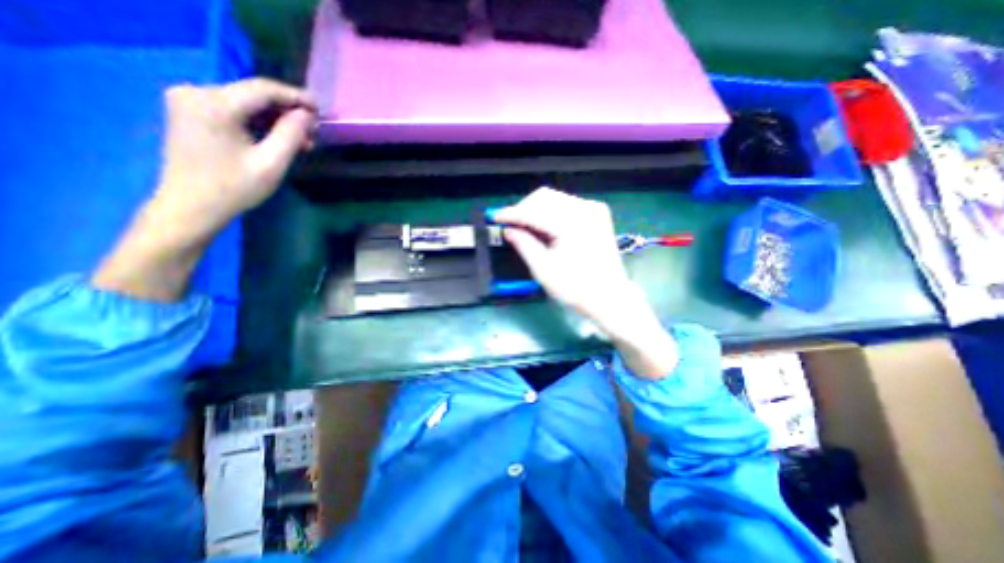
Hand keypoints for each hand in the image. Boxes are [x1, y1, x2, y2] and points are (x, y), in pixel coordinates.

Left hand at [151, 77, 314, 237]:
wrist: (191, 205)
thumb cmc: (235, 188)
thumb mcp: (272, 163)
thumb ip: (291, 135)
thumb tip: (307, 115)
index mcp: (214, 104)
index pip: (262, 89)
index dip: (295, 96)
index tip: (320, 109)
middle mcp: (196, 92)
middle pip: (253, 94)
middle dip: (287, 111)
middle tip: (314, 130)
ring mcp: (189, 100)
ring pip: (245, 102)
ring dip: (276, 119)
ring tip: (303, 139)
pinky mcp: (191, 112)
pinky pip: (234, 110)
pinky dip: (259, 122)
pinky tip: (278, 138)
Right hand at [493, 187, 677, 376]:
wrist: (610, 297)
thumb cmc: (576, 289)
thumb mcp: (543, 270)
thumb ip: (524, 245)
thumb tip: (508, 229)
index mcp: (572, 224)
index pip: (534, 211)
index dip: (512, 214)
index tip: (495, 218)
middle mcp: (585, 209)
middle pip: (544, 197)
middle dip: (524, 209)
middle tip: (511, 225)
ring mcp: (594, 209)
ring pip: (555, 198)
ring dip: (536, 210)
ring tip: (525, 227)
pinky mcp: (597, 214)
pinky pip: (566, 205)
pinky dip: (550, 212)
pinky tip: (544, 226)